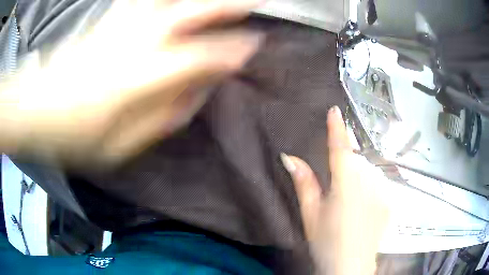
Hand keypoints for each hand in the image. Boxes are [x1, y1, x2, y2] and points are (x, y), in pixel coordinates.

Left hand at [1, 0, 261, 167]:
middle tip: (257, 1)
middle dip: (229, 6)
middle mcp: (135, 41)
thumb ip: (160, 120)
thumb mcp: (119, 148)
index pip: (199, 57)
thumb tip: (194, 97)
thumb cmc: (75, 137)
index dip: (231, 50)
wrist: (37, 109)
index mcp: (139, 79)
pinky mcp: (108, 21)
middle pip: (191, 12)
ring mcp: (120, 25)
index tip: (254, 45)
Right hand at [281, 106, 388, 274]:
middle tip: (336, 186)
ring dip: (358, 177)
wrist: (351, 266)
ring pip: (368, 173)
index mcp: (345, 182)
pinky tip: (362, 209)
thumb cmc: (327, 241)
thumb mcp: (310, 213)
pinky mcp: (388, 202)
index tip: (335, 110)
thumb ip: (303, 182)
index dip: (337, 128)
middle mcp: (367, 181)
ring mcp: (381, 191)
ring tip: (349, 202)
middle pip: (356, 161)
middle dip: (346, 164)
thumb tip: (288, 156)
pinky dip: (369, 189)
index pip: (340, 148)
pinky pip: (377, 185)